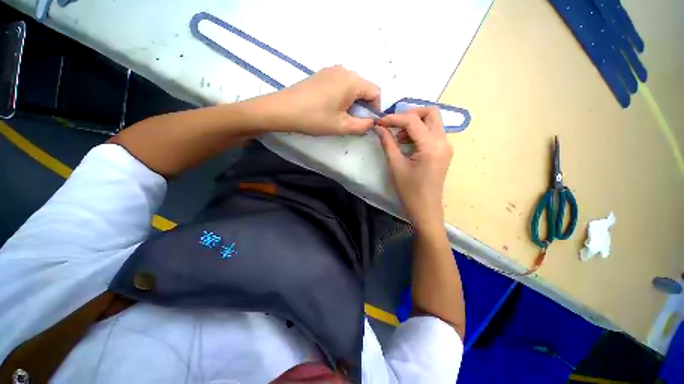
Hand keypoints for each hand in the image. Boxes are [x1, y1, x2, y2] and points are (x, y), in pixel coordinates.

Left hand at [265, 65, 380, 135]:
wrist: (283, 109)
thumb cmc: (315, 118)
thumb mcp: (342, 126)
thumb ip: (363, 126)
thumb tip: (372, 123)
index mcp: (353, 80)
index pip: (376, 92)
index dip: (375, 109)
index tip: (366, 122)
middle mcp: (344, 70)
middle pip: (364, 88)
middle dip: (363, 106)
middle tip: (351, 122)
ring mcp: (331, 70)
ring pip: (352, 87)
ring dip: (352, 102)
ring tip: (339, 116)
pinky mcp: (321, 74)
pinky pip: (340, 84)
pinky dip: (342, 96)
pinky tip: (330, 107)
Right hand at [375, 108, 452, 229]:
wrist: (426, 209)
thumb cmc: (409, 191)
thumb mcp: (395, 166)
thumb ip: (388, 143)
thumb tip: (379, 127)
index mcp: (431, 146)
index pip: (412, 120)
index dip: (393, 118)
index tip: (379, 122)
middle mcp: (443, 141)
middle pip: (430, 113)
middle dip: (409, 114)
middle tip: (393, 125)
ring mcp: (446, 146)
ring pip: (433, 122)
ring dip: (414, 123)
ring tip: (399, 137)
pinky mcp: (444, 152)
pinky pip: (433, 133)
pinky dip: (419, 132)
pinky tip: (407, 143)